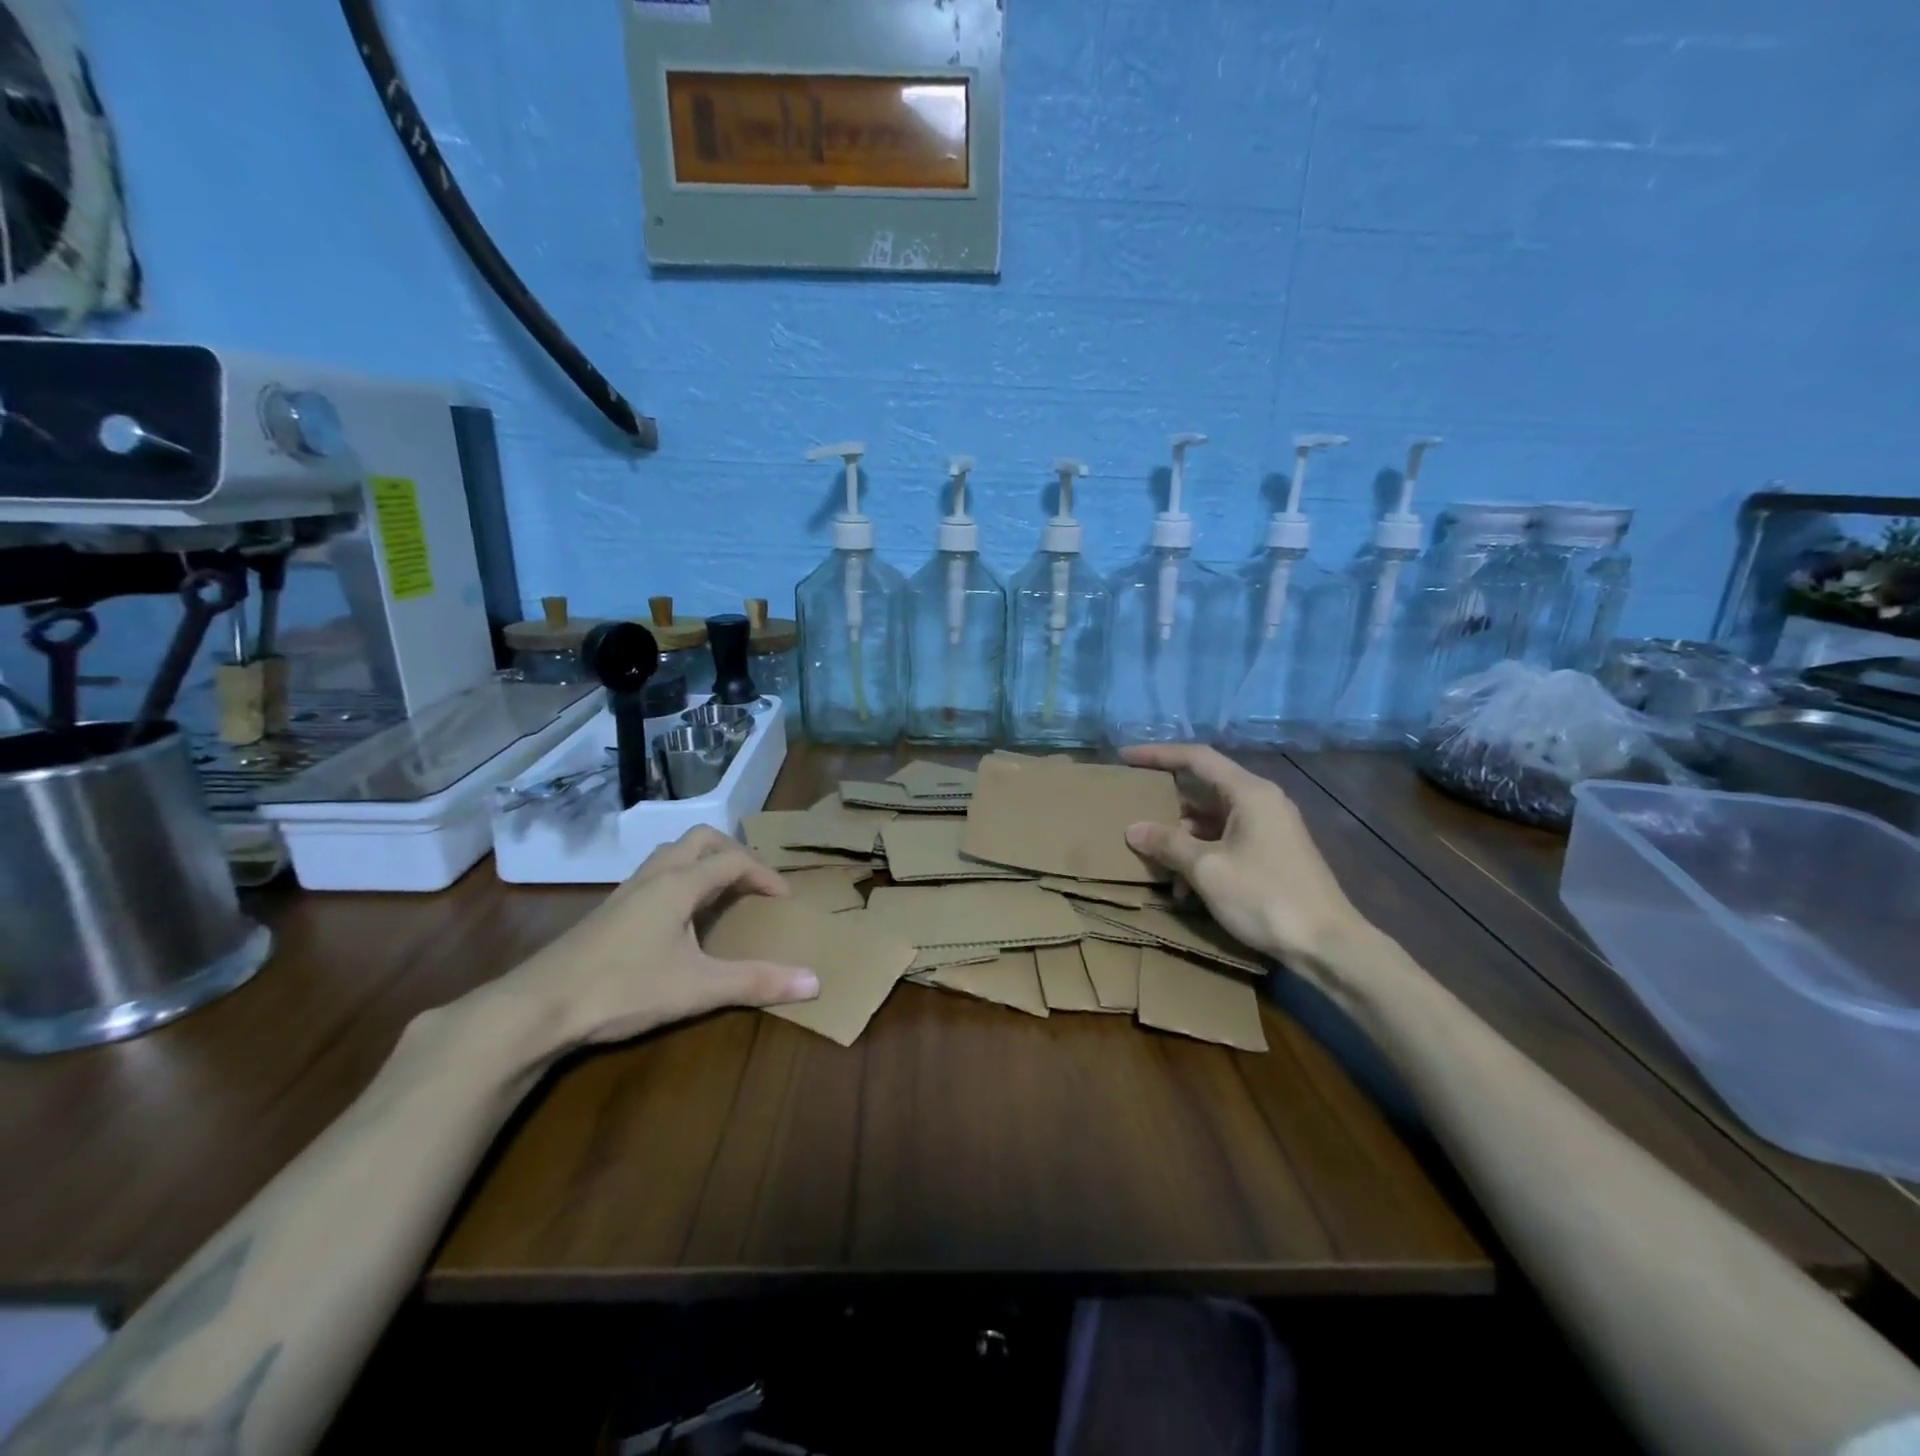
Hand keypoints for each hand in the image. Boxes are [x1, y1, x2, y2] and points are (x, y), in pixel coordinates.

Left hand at [502, 827, 818, 1048]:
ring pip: (672, 853)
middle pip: (700, 838)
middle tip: (754, 881)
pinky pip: (655, 874)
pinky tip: (678, 916)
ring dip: (703, 860)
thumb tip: (815, 983)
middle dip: (734, 852)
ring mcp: (626, 891)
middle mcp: (654, 875)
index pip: (733, 860)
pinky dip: (680, 877)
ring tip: (721, 891)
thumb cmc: (623, 989)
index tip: (785, 899)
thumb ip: (757, 983)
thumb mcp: (698, 989)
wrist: (537, 1007)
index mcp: (679, 884)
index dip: (764, 874)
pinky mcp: (608, 910)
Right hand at [1120, 744, 1363, 966]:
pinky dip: (1202, 855)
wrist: (1327, 944)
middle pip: (1204, 788)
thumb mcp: (1207, 869)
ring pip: (1213, 819)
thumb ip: (1168, 843)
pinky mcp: (1273, 854)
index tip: (1125, 757)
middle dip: (1167, 803)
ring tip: (1153, 858)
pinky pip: (1227, 841)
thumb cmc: (1264, 897)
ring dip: (1182, 837)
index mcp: (1250, 793)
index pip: (1197, 758)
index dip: (1158, 754)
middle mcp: (1262, 802)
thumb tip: (1134, 829)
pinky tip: (1184, 887)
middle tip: (1133, 810)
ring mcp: (1270, 829)